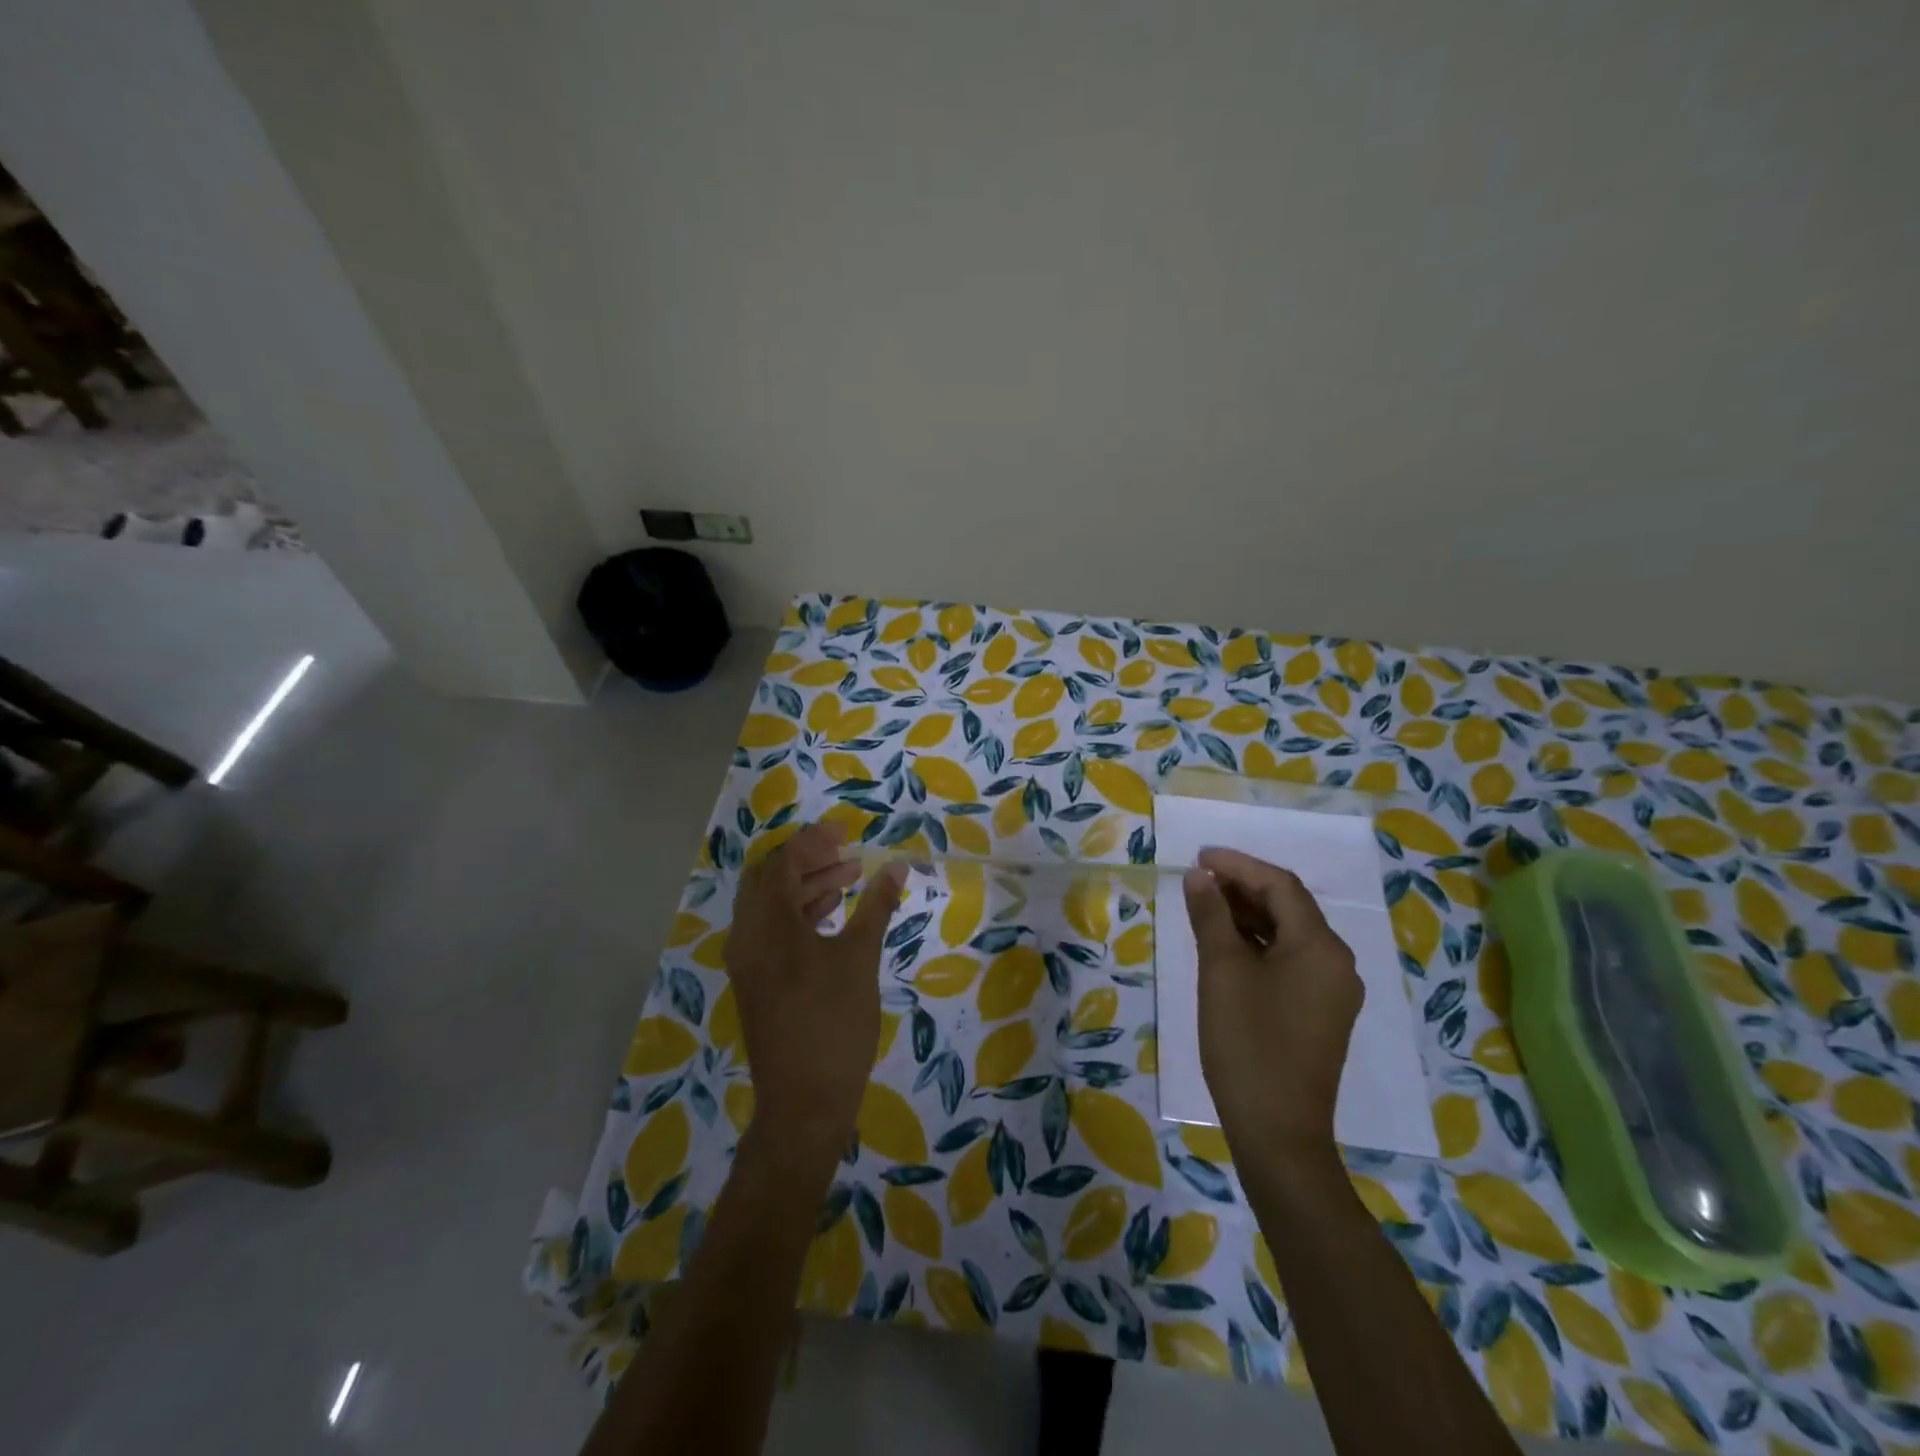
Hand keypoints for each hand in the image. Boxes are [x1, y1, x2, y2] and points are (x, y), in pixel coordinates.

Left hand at [725, 824, 906, 1158]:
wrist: (805, 1103)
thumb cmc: (835, 1024)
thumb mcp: (861, 959)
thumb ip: (876, 907)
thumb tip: (896, 867)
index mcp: (768, 926)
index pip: (783, 863)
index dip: (813, 842)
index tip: (845, 832)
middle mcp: (747, 937)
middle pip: (769, 879)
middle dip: (807, 861)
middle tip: (846, 855)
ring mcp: (747, 961)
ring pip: (769, 906)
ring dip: (804, 887)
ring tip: (849, 880)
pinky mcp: (754, 981)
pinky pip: (769, 931)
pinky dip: (797, 914)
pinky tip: (831, 916)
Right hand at [1183, 847, 1362, 1163]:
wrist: (1278, 1132)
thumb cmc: (1247, 1043)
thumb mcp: (1221, 971)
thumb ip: (1211, 915)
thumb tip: (1200, 876)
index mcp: (1320, 947)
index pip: (1280, 885)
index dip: (1238, 864)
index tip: (1198, 857)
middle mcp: (1337, 962)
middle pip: (1289, 907)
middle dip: (1243, 887)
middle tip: (1197, 879)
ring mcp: (1332, 991)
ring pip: (1289, 934)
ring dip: (1249, 915)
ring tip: (1205, 905)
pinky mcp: (1321, 1013)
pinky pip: (1291, 960)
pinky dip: (1259, 944)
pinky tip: (1227, 944)